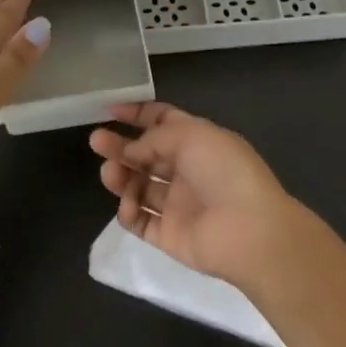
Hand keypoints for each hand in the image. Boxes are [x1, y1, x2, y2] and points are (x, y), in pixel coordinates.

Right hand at [89, 102, 298, 287]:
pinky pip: (140, 221)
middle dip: (121, 146)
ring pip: (139, 186)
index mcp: (197, 141)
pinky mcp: (169, 235)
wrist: (249, 230)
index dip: (138, 115)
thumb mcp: (190, 136)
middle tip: (96, 141)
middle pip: (146, 154)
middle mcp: (186, 170)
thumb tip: (131, 149)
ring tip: (110, 175)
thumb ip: (153, 138)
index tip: (110, 111)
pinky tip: (128, 206)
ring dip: (121, 177)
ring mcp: (177, 204)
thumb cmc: (223, 171)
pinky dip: (129, 211)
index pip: (163, 122)